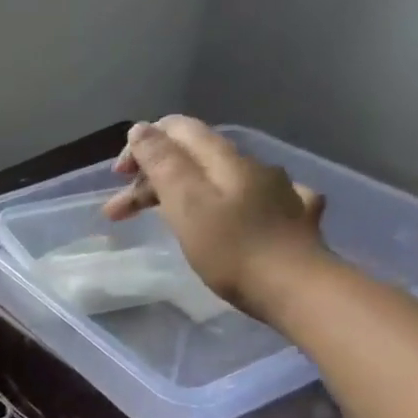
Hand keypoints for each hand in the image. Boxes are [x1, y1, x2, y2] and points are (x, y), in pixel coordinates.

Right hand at [102, 115, 329, 321]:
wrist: (298, 289)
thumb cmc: (231, 249)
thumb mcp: (186, 203)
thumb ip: (162, 163)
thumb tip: (141, 129)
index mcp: (224, 159)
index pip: (178, 129)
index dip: (142, 145)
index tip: (119, 178)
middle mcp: (252, 166)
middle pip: (193, 157)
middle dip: (151, 177)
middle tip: (118, 212)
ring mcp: (278, 191)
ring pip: (218, 180)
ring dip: (180, 194)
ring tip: (160, 221)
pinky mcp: (293, 219)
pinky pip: (253, 201)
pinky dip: (227, 206)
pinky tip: (232, 218)